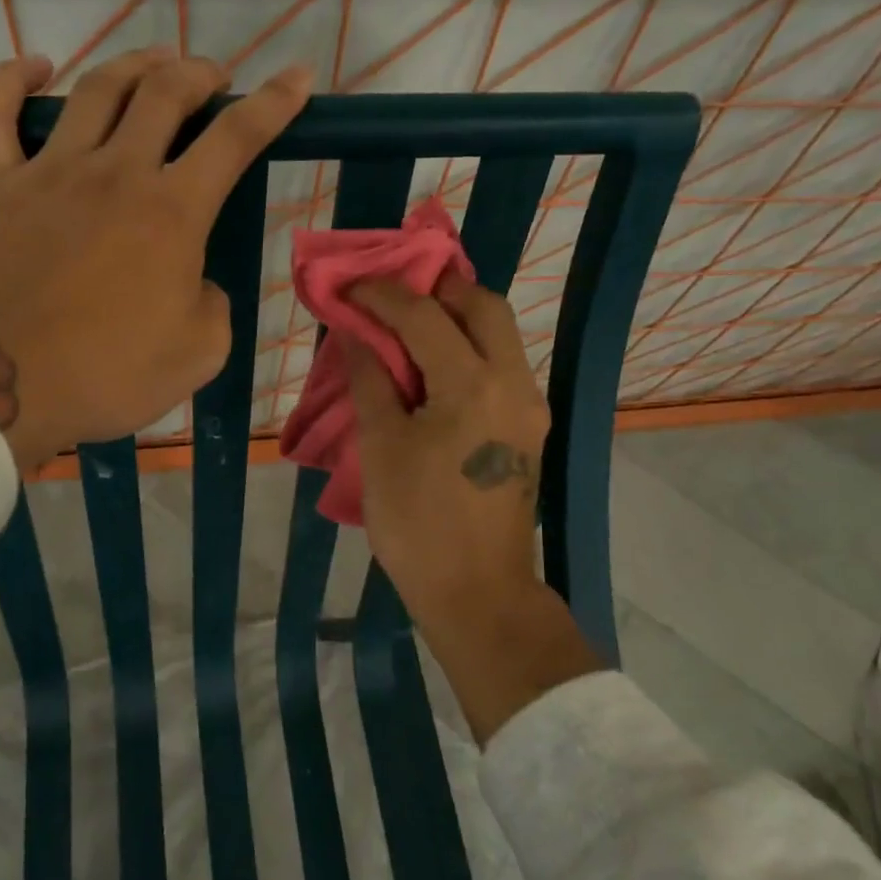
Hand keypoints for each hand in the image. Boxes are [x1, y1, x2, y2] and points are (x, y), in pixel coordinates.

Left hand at [0, 49, 311, 470]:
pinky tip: (34, 66)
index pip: (236, 137)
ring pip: (95, 90)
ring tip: (153, 62)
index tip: (297, 76)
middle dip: (199, 74)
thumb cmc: (109, 376)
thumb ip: (212, 303)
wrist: (5, 389)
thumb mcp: (199, 353)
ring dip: (133, 65)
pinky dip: (11, 80)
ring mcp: (49, 172)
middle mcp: (115, 173)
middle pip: (165, 92)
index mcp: (172, 212)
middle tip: (213, 78)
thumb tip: (192, 279)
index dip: (274, 102)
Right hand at [344, 273, 599, 741]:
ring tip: (409, 323)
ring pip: (500, 334)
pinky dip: (468, 347)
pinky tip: (433, 363)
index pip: (425, 316)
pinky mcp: (529, 428)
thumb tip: (358, 334)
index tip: (351, 286)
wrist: (478, 593)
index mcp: (472, 386)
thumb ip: (371, 380)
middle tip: (393, 295)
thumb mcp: (381, 448)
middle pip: (484, 306)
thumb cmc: (418, 524)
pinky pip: (501, 365)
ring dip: (456, 317)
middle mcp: (513, 384)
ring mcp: (529, 406)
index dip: (383, 294)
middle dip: (438, 289)